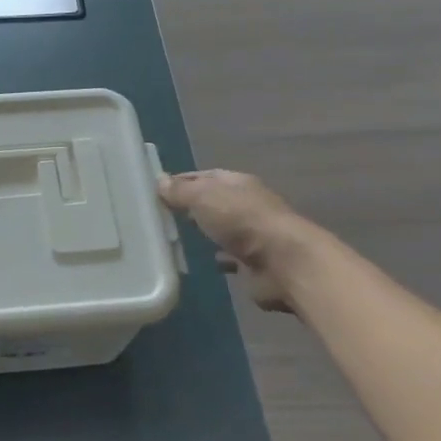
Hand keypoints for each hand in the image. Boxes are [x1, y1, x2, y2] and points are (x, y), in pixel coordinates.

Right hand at [159, 169, 307, 313]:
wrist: (284, 263)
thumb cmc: (242, 220)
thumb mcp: (203, 197)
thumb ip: (180, 191)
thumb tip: (159, 181)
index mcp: (237, 183)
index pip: (204, 176)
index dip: (181, 181)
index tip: (155, 190)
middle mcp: (246, 205)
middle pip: (213, 202)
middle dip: (191, 207)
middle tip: (160, 215)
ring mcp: (252, 235)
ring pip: (221, 229)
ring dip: (204, 232)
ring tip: (173, 239)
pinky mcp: (254, 263)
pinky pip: (228, 256)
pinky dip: (216, 257)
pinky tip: (198, 261)